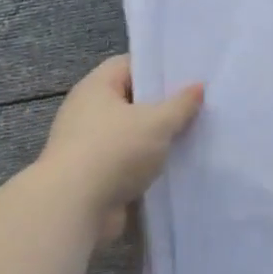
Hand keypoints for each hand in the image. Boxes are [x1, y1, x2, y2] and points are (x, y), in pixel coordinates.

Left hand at [39, 55, 203, 238]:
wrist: (74, 209)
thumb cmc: (114, 151)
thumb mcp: (157, 122)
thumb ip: (180, 104)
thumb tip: (198, 86)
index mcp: (96, 87)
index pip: (128, 64)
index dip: (156, 68)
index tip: (186, 75)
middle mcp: (88, 112)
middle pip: (131, 100)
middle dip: (162, 106)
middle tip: (197, 106)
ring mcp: (89, 146)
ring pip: (131, 135)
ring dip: (156, 140)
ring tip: (193, 137)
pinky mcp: (94, 177)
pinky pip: (127, 163)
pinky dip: (147, 166)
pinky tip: (176, 168)